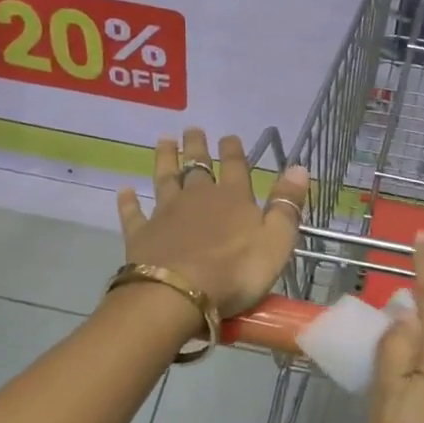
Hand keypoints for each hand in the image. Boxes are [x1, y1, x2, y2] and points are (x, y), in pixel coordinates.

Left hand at [116, 129, 309, 315]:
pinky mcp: (142, 235)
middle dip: (196, 147)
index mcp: (233, 199)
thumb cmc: (236, 272)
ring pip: (165, 179)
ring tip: (163, 140)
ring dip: (165, 159)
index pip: (236, 167)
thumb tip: (299, 167)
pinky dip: (128, 201)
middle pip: (197, 166)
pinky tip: (124, 190)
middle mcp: (198, 198)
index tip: (228, 135)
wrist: (180, 293)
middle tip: (192, 128)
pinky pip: (134, 213)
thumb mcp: (276, 241)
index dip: (233, 151)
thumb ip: (287, 205)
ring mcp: (166, 214)